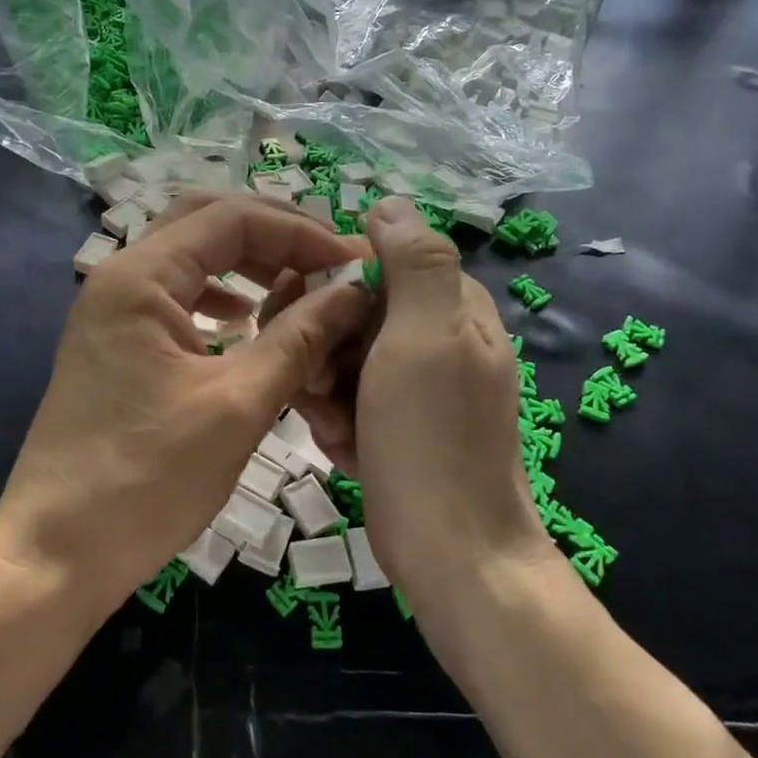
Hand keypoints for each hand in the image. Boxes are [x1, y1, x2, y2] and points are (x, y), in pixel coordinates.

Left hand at [0, 194, 374, 613]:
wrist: (56, 552)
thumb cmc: (147, 478)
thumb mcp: (237, 406)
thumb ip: (299, 338)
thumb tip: (354, 290)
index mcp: (141, 277)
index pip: (232, 218)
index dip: (300, 231)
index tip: (353, 262)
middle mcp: (121, 278)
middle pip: (205, 223)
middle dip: (273, 235)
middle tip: (328, 261)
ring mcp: (112, 311)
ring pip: (189, 258)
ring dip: (246, 263)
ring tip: (298, 286)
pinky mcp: (115, 344)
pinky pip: (175, 296)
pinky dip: (218, 296)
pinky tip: (246, 322)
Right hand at [292, 198, 553, 614]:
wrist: (452, 554)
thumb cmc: (432, 439)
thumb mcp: (425, 337)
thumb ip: (415, 263)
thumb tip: (389, 203)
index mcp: (450, 305)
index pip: (372, 262)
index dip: (329, 286)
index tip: (304, 319)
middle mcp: (435, 337)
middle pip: (350, 313)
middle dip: (323, 350)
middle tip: (320, 387)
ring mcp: (416, 385)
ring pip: (341, 359)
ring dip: (326, 392)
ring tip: (339, 429)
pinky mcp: (398, 424)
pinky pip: (348, 401)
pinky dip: (339, 424)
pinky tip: (348, 451)